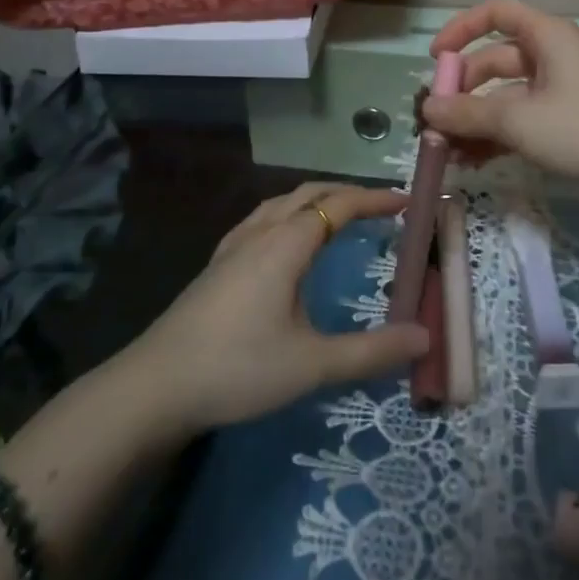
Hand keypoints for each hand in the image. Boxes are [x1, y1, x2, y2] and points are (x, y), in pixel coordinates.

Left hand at [136, 183, 429, 432]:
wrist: (154, 386)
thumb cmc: (238, 368)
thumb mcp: (312, 365)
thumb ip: (371, 351)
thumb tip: (424, 336)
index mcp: (286, 244)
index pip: (339, 205)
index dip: (375, 199)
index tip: (407, 201)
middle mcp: (261, 233)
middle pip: (309, 193)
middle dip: (347, 193)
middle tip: (380, 207)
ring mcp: (233, 247)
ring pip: (281, 203)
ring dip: (315, 200)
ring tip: (338, 215)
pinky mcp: (216, 265)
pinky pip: (261, 219)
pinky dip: (288, 214)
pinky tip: (284, 242)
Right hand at [421, 0, 578, 199]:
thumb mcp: (519, 120)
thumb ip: (469, 113)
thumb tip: (427, 109)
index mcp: (546, 37)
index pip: (496, 13)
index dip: (461, 29)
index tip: (435, 60)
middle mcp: (551, 56)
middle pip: (495, 61)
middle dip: (463, 91)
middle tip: (435, 122)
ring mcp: (560, 90)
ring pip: (506, 97)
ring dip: (476, 121)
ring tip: (447, 152)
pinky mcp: (567, 122)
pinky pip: (521, 120)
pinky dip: (497, 137)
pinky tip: (472, 162)